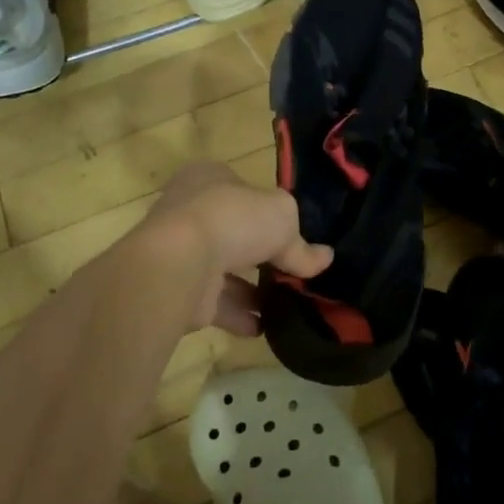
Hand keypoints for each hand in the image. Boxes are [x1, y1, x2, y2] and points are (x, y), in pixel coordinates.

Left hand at [135, 161, 332, 333]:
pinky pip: (216, 303)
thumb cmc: (232, 219)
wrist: (178, 264)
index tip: (291, 230)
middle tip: (292, 270)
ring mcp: (182, 252)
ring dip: (253, 289)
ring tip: (287, 303)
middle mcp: (190, 211)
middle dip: (261, 253)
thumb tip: (324, 258)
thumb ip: (302, 243)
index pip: (242, 189)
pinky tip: (265, 325)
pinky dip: (240, 314)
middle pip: (234, 231)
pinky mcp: (179, 290)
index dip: (266, 208)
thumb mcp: (282, 218)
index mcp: (208, 178)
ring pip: (224, 270)